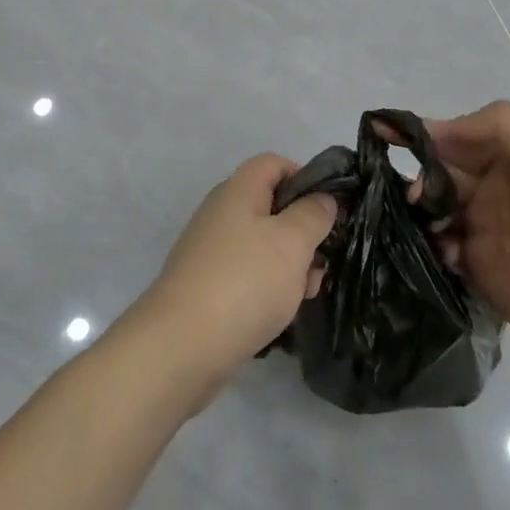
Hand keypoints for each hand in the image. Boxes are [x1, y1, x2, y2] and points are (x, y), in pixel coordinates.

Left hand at [143, 154, 336, 392]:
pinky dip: (268, 288)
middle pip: (271, 207)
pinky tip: (280, 314)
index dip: (305, 178)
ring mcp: (211, 250)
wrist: (182, 346)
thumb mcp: (292, 242)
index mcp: (238, 190)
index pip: (274, 163)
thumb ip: (313, 215)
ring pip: (263, 245)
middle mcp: (221, 213)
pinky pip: (247, 274)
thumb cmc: (244, 281)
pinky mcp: (207, 285)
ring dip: (290, 266)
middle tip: (320, 263)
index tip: (327, 210)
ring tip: (305, 294)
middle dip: (302, 233)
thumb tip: (323, 198)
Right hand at [430, 101, 509, 367]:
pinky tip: (446, 254)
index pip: (452, 137)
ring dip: (419, 214)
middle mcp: (489, 189)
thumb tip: (435, 130)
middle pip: (436, 173)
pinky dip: (431, 247)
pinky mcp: (474, 268)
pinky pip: (437, 248)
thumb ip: (496, 125)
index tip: (378, 130)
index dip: (418, 133)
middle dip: (417, 178)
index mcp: (505, 159)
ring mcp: (480, 229)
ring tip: (426, 227)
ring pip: (431, 211)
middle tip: (413, 198)